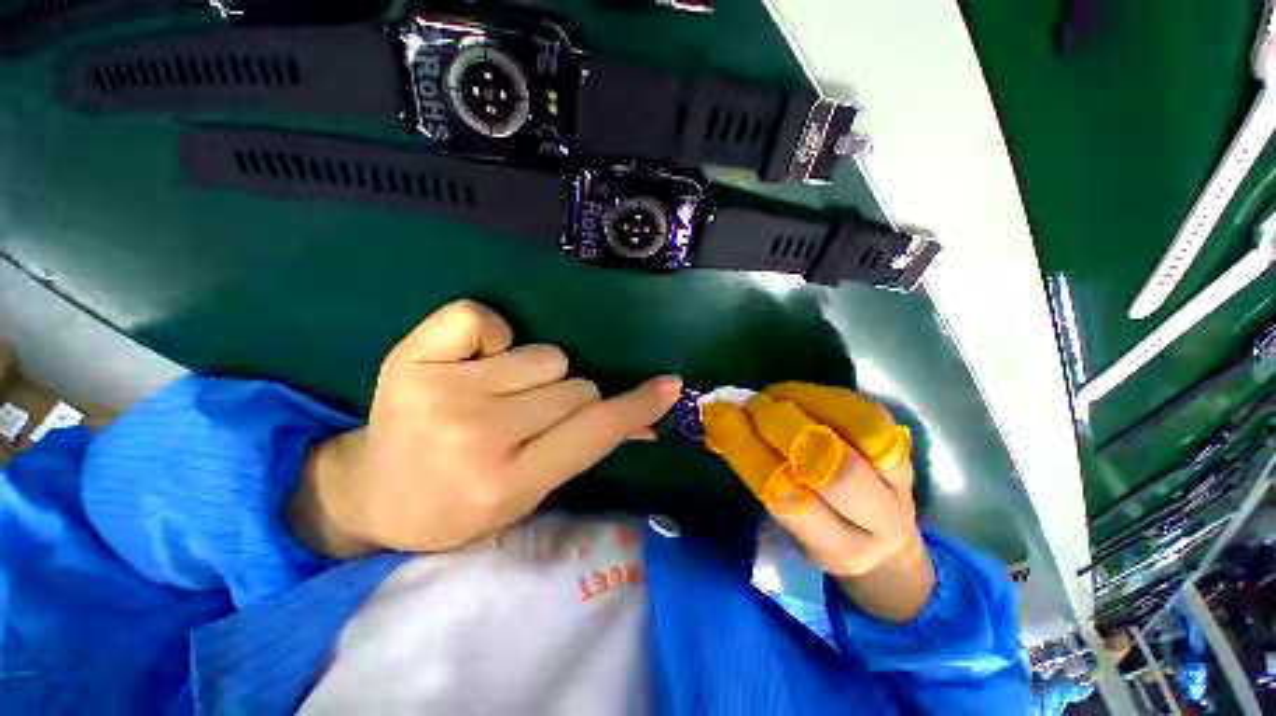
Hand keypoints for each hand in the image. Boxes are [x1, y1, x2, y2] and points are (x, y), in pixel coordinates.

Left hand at [289, 300, 681, 557]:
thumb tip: (646, 425)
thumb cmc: (459, 503)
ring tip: (498, 395)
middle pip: (575, 384)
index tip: (668, 385)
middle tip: (530, 419)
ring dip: (536, 373)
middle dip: (567, 399)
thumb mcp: (531, 491)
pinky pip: (482, 318)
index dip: (635, 407)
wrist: (374, 494)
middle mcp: (477, 435)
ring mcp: (441, 392)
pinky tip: (469, 364)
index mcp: (507, 482)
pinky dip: (490, 335)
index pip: (594, 431)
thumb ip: (586, 450)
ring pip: (544, 355)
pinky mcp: (410, 357)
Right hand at [701, 383, 933, 621]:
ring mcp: (900, 478)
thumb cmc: (818, 531)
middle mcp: (880, 518)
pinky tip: (795, 393)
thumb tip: (723, 422)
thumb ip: (757, 475)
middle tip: (748, 406)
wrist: (883, 538)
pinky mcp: (904, 446)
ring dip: (806, 403)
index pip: (787, 497)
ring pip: (863, 431)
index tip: (716, 417)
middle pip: (834, 468)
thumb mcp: (784, 526)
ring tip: (772, 396)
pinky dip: (823, 395)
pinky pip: (867, 411)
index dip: (747, 450)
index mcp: (838, 549)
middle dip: (781, 426)